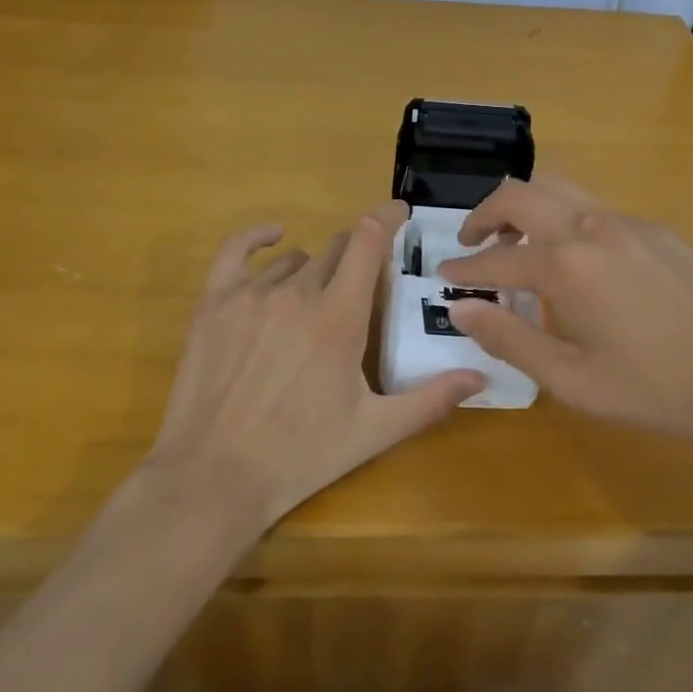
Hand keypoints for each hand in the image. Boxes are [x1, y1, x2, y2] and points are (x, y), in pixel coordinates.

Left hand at [143, 201, 485, 532]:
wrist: (213, 478)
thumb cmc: (299, 456)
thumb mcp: (372, 432)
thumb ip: (429, 400)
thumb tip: (479, 376)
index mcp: (339, 318)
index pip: (368, 241)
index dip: (387, 217)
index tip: (400, 213)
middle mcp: (297, 294)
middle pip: (336, 250)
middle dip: (356, 258)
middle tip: (361, 288)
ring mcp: (251, 295)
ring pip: (295, 260)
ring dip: (314, 271)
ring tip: (314, 304)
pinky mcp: (214, 303)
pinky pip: (235, 250)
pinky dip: (257, 238)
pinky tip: (272, 238)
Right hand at [437, 176, 692, 457]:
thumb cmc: (651, 389)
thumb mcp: (569, 378)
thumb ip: (508, 337)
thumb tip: (459, 307)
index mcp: (565, 265)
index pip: (496, 258)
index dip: (465, 266)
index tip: (445, 274)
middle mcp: (591, 227)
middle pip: (521, 194)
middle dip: (486, 212)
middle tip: (472, 241)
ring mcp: (628, 223)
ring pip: (559, 189)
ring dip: (526, 207)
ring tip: (516, 241)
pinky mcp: (657, 230)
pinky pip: (595, 209)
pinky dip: (565, 220)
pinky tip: (576, 262)